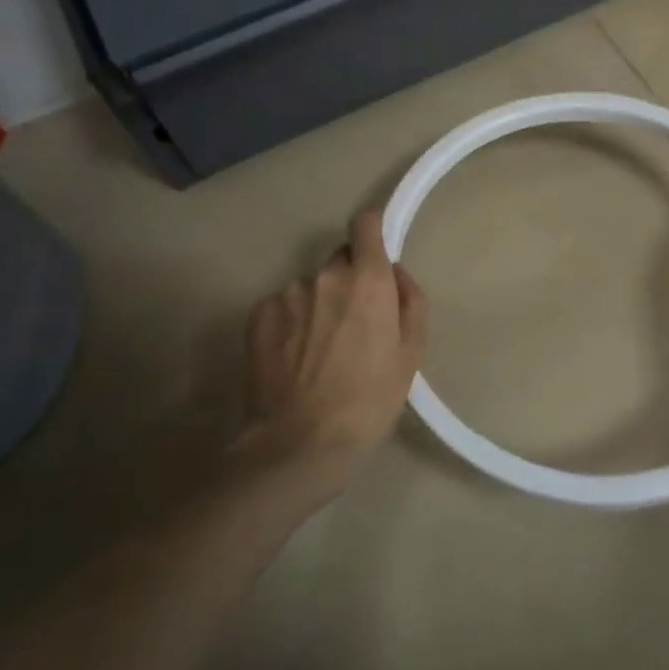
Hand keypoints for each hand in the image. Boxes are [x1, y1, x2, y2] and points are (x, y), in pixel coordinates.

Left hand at [237, 211, 427, 489]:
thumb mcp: (411, 355)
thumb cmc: (368, 402)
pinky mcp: (257, 315)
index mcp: (367, 281)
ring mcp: (287, 294)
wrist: (299, 445)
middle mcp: (325, 276)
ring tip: (318, 353)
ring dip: (318, 305)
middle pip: (340, 261)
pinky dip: (291, 323)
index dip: (372, 234)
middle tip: (352, 326)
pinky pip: (283, 306)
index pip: (365, 224)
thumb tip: (396, 273)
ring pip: (310, 287)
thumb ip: (411, 302)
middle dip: (349, 282)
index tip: (374, 256)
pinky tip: (293, 360)